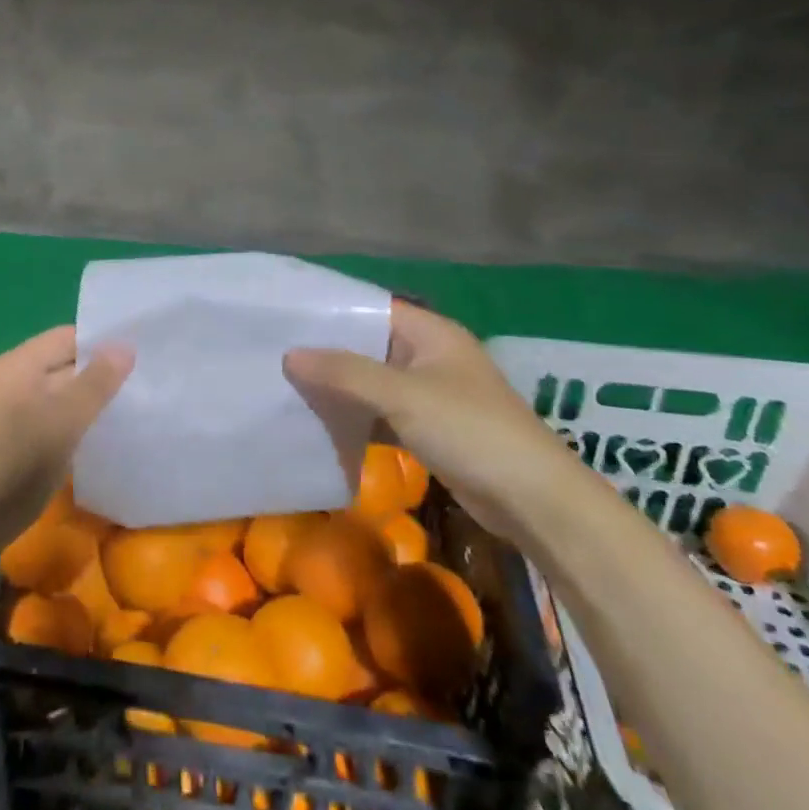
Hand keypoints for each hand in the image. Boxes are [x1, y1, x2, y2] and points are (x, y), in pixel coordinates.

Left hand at [0, 326, 132, 555]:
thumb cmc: (17, 466)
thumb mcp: (65, 422)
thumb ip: (97, 382)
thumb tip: (124, 346)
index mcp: (15, 364)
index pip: (66, 337)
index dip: (101, 345)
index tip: (138, 361)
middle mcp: (2, 377)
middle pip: (57, 363)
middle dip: (95, 375)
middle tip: (137, 390)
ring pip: (50, 392)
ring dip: (80, 402)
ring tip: (119, 415)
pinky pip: (38, 415)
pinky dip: (62, 422)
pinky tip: (85, 440)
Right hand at [284, 300, 588, 542]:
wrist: (533, 500)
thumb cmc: (470, 431)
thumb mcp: (403, 396)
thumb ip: (345, 373)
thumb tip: (290, 355)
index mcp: (432, 334)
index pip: (371, 309)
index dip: (331, 312)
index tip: (285, 318)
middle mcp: (430, 357)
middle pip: (368, 346)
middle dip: (327, 353)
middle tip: (275, 354)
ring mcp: (430, 395)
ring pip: (373, 383)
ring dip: (338, 388)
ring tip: (286, 386)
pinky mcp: (429, 429)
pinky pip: (382, 414)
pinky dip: (356, 418)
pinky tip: (320, 423)